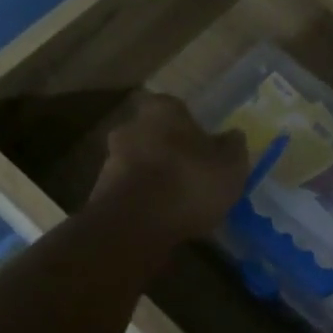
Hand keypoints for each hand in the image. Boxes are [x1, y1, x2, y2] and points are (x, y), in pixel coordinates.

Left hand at [90, 93, 249, 244]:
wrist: (135, 225)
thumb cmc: (189, 182)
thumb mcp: (230, 165)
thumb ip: (233, 147)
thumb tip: (232, 136)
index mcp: (162, 110)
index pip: (175, 107)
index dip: (190, 125)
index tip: (203, 144)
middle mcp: (131, 127)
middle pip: (154, 134)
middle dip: (169, 151)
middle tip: (192, 172)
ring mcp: (110, 160)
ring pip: (140, 163)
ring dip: (155, 177)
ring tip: (179, 203)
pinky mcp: (100, 193)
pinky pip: (130, 192)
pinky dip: (144, 201)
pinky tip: (162, 219)